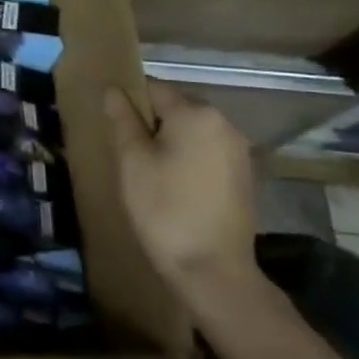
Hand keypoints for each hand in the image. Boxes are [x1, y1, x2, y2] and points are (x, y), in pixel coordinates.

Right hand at [103, 82, 257, 296]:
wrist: (212, 269)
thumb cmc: (163, 208)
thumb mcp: (132, 161)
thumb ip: (123, 120)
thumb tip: (114, 91)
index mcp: (195, 113)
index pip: (153, 89)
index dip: (129, 103)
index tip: (114, 129)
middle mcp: (224, 123)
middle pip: (176, 108)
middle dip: (152, 123)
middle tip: (129, 154)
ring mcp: (239, 150)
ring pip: (193, 131)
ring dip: (170, 142)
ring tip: (150, 172)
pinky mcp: (245, 175)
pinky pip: (208, 152)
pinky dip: (189, 159)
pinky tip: (175, 186)